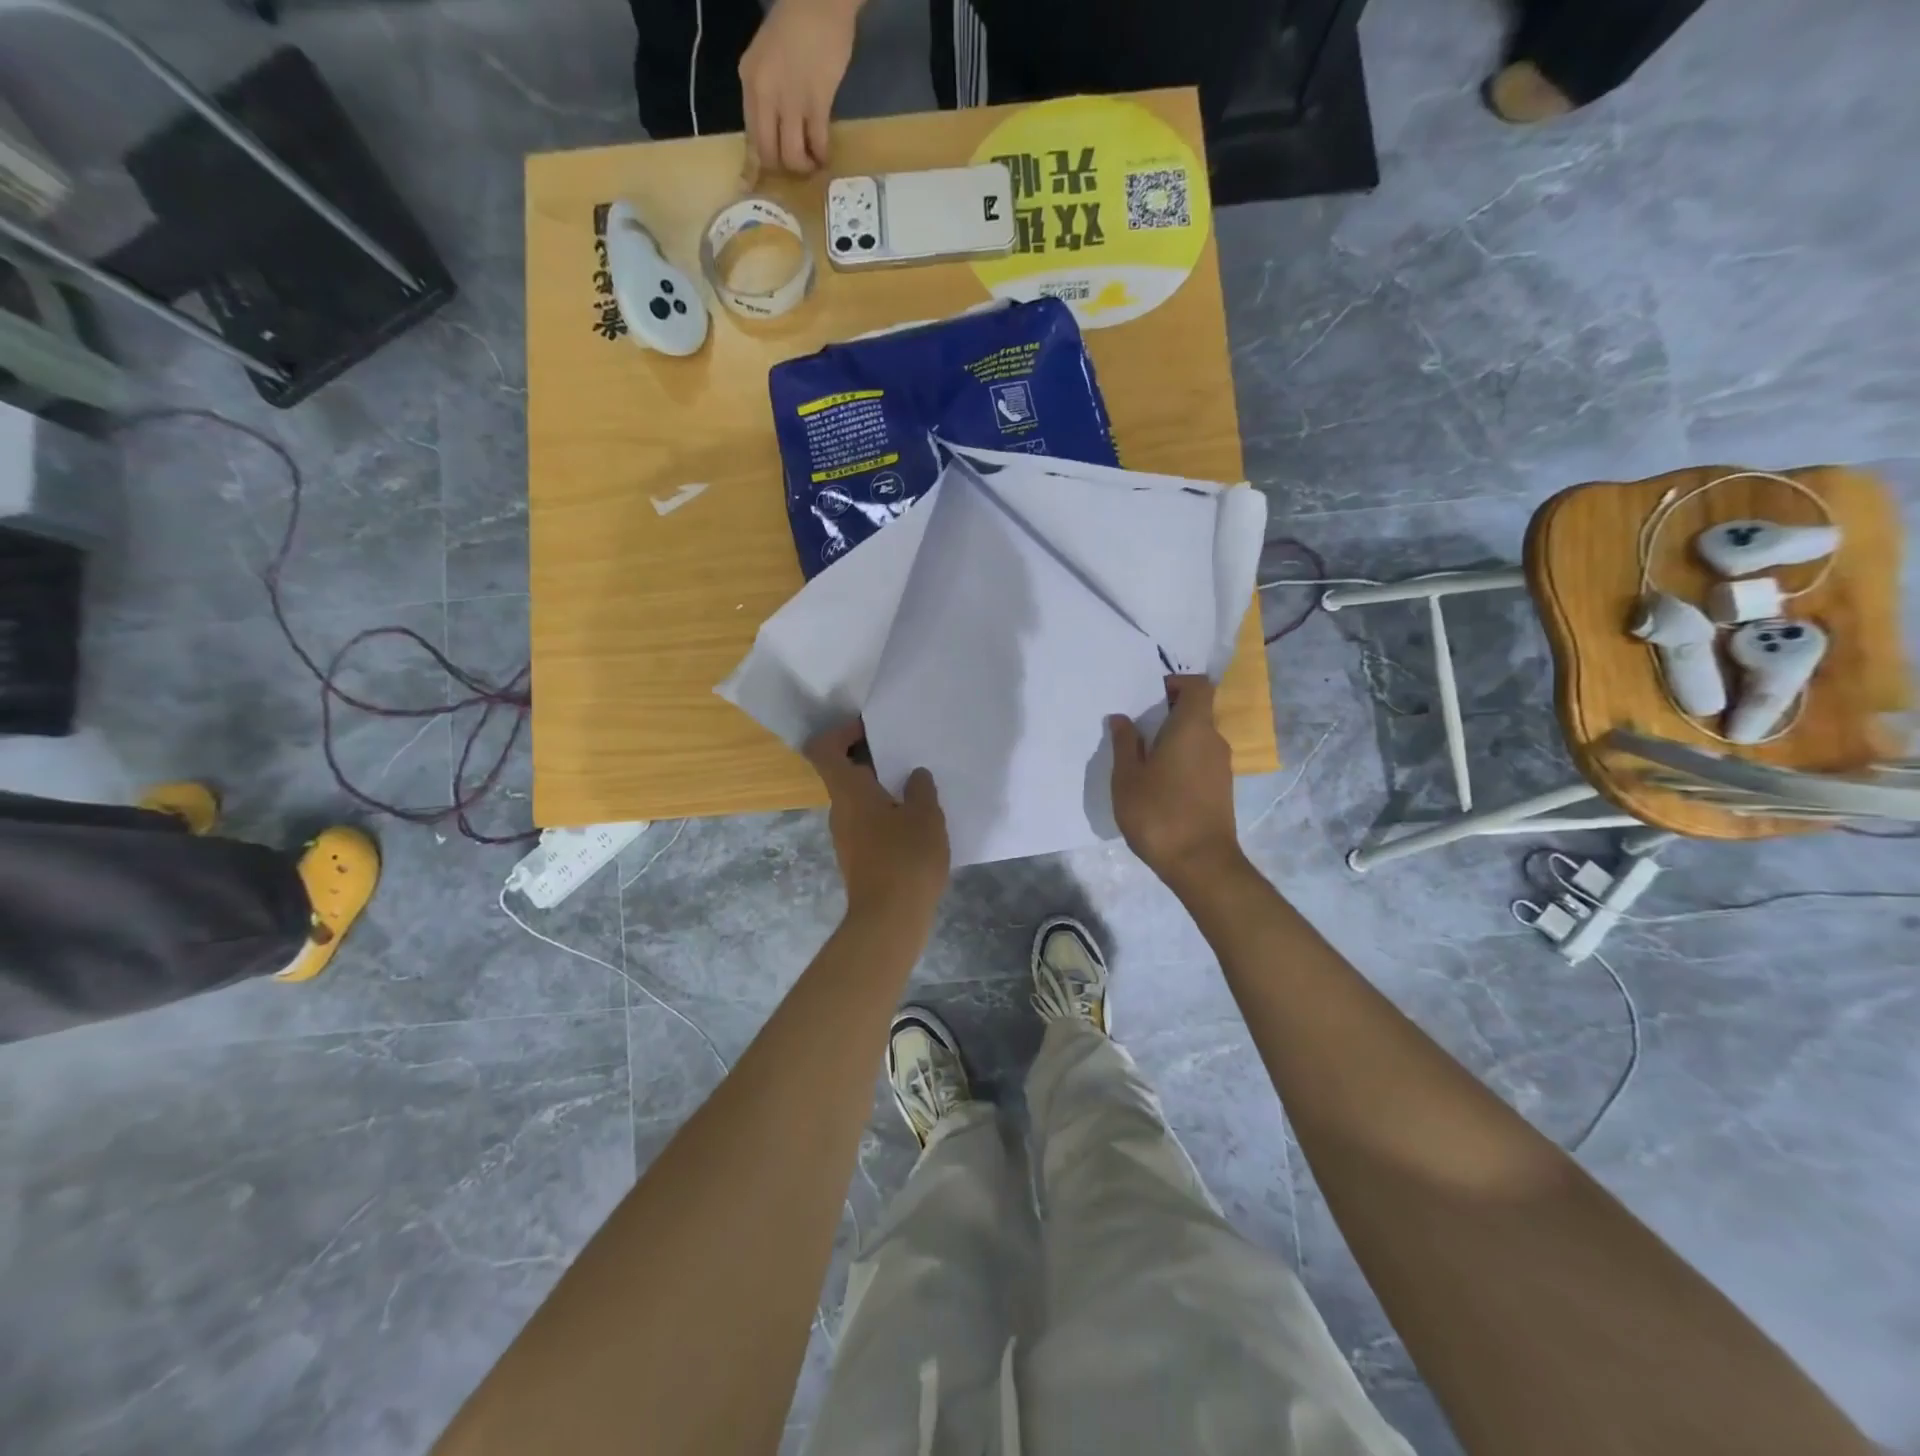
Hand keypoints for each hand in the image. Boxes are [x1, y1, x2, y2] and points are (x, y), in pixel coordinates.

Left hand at [739, 0, 858, 175]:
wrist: (819, 1)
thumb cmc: (794, 27)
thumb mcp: (766, 59)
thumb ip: (765, 93)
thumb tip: (773, 132)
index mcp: (750, 82)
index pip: (750, 136)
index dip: (756, 166)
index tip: (759, 184)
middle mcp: (766, 94)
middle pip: (769, 153)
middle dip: (783, 169)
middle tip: (797, 167)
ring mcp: (791, 99)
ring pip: (792, 156)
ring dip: (804, 167)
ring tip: (813, 163)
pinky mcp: (817, 103)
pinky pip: (817, 144)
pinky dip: (822, 156)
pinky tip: (826, 155)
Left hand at [805, 720, 948, 923]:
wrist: (889, 921)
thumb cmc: (906, 859)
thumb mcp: (926, 816)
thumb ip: (921, 789)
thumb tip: (915, 776)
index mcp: (849, 792)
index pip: (824, 749)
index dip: (841, 732)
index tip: (870, 728)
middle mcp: (840, 811)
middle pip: (842, 773)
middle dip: (870, 758)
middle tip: (904, 754)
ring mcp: (846, 837)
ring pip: (857, 799)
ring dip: (881, 788)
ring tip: (917, 788)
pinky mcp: (858, 858)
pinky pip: (867, 822)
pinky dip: (885, 813)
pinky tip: (916, 823)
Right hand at [1109, 675, 1245, 889]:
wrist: (1200, 863)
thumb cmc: (1158, 813)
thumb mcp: (1128, 777)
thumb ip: (1125, 743)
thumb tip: (1122, 718)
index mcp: (1193, 728)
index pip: (1197, 686)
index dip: (1176, 683)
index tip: (1150, 695)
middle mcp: (1214, 740)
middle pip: (1197, 711)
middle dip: (1168, 712)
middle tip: (1137, 727)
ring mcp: (1221, 766)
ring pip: (1198, 737)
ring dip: (1174, 739)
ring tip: (1142, 756)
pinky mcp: (1222, 788)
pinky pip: (1200, 759)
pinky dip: (1182, 759)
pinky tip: (1158, 781)